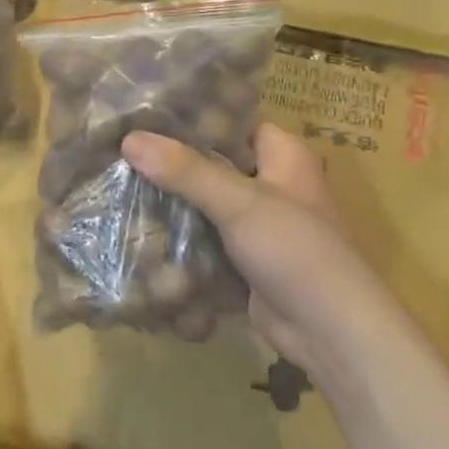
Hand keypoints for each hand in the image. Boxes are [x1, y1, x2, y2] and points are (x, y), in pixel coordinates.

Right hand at [122, 123, 388, 378]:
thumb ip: (186, 170)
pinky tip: (139, 233)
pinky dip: (180, 241)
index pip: (231, 122)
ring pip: (205, 205)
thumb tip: (130, 138)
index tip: (140, 115)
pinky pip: (206, 241)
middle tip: (120, 155)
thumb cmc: (296, 251)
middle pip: (213, 165)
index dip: (189, 118)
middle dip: (171, 166)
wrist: (330, 333)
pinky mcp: (245, 260)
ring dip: (171, 206)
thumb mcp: (240, 203)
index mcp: (283, 155)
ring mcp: (258, 225)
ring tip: (118, 190)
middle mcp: (272, 183)